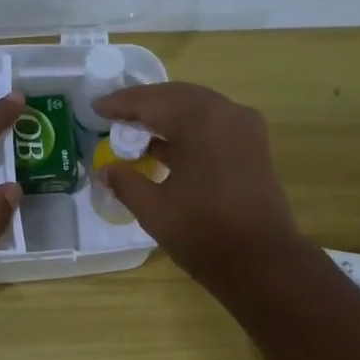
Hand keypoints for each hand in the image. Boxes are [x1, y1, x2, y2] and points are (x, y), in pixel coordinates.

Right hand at [91, 81, 305, 290]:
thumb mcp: (154, 210)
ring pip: (198, 108)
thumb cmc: (204, 235)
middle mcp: (227, 113)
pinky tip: (167, 146)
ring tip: (136, 130)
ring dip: (167, 115)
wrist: (262, 263)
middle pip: (177, 96)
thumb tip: (106, 169)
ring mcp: (245, 128)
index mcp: (201, 121)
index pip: (152, 101)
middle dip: (145, 104)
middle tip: (114, 115)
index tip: (96, 107)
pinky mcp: (254, 146)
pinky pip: (214, 124)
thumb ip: (126, 182)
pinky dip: (188, 128)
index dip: (121, 104)